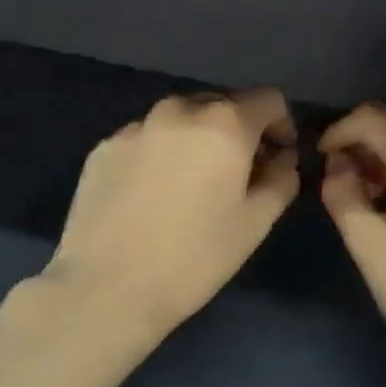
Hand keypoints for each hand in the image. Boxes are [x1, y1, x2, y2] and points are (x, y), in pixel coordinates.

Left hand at [43, 89, 299, 340]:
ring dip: (196, 139)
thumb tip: (282, 158)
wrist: (107, 287)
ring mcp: (135, 126)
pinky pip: (145, 138)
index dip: (281, 125)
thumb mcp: (254, 224)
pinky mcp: (104, 147)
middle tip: (237, 174)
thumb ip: (281, 179)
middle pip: (221, 104)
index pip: (268, 99)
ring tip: (191, 184)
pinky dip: (159, 153)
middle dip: (238, 131)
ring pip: (180, 119)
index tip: (277, 157)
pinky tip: (151, 195)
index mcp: (223, 123)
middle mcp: (178, 110)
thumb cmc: (193, 257)